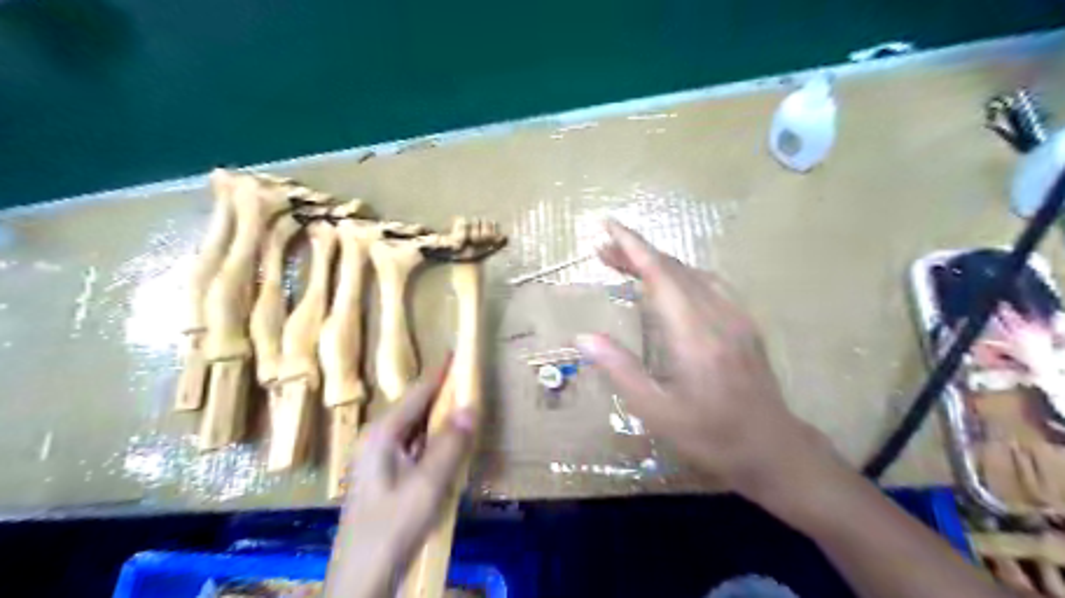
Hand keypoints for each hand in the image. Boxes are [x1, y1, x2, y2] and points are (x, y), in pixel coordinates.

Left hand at [322, 368, 476, 596]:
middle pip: (416, 407)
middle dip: (444, 395)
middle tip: (472, 383)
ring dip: (441, 419)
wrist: (362, 575)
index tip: (459, 353)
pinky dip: (434, 440)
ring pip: (416, 427)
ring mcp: (379, 457)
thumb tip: (471, 406)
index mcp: (382, 433)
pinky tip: (450, 447)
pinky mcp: (385, 474)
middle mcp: (377, 438)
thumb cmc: (393, 526)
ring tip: (467, 409)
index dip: (440, 373)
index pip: (417, 392)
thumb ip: (450, 444)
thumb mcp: (427, 485)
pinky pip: (415, 445)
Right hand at [579, 220, 836, 505]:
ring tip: (625, 263)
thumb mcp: (658, 411)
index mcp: (694, 334)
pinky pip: (708, 284)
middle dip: (637, 253)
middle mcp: (717, 315)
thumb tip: (584, 337)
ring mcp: (736, 316)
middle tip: (602, 249)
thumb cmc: (712, 436)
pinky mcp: (744, 323)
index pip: (660, 274)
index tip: (608, 226)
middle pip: (674, 268)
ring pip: (692, 273)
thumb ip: (621, 370)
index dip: (633, 246)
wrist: (773, 448)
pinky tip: (669, 283)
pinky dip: (680, 274)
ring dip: (657, 263)